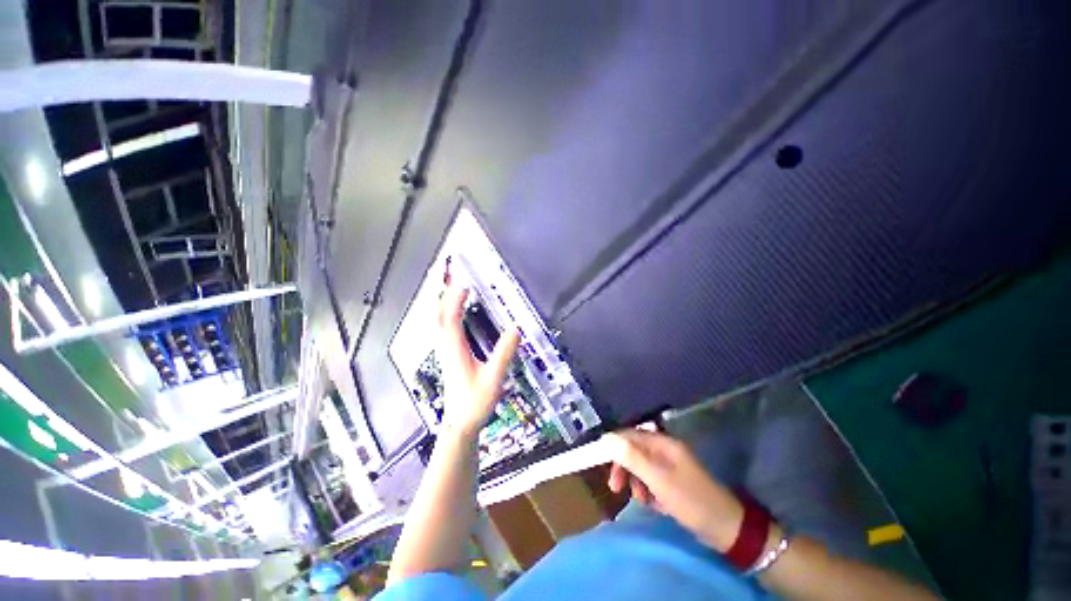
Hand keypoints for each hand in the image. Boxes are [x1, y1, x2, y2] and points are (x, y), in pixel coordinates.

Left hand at [437, 284, 520, 437]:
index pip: (451, 318)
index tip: (464, 284)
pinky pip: (444, 330)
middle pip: (439, 317)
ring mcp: (446, 353)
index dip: (455, 300)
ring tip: (453, 293)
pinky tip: (455, 317)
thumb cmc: (475, 403)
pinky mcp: (449, 357)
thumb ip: (504, 353)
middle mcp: (447, 347)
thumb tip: (515, 328)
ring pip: (439, 324)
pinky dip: (447, 317)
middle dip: (444, 297)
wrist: (460, 424)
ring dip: (444, 305)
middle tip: (454, 282)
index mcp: (455, 349)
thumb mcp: (493, 378)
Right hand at [606, 429, 745, 552]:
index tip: (600, 460)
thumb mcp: (658, 479)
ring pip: (642, 467)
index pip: (631, 434)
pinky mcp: (674, 482)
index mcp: (663, 443)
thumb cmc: (690, 500)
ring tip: (640, 500)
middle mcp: (666, 450)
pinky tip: (653, 505)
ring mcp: (670, 467)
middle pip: (634, 451)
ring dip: (636, 482)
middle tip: (616, 487)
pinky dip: (648, 491)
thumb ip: (632, 458)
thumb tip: (608, 438)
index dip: (614, 444)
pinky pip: (652, 480)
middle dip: (623, 467)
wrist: (726, 529)